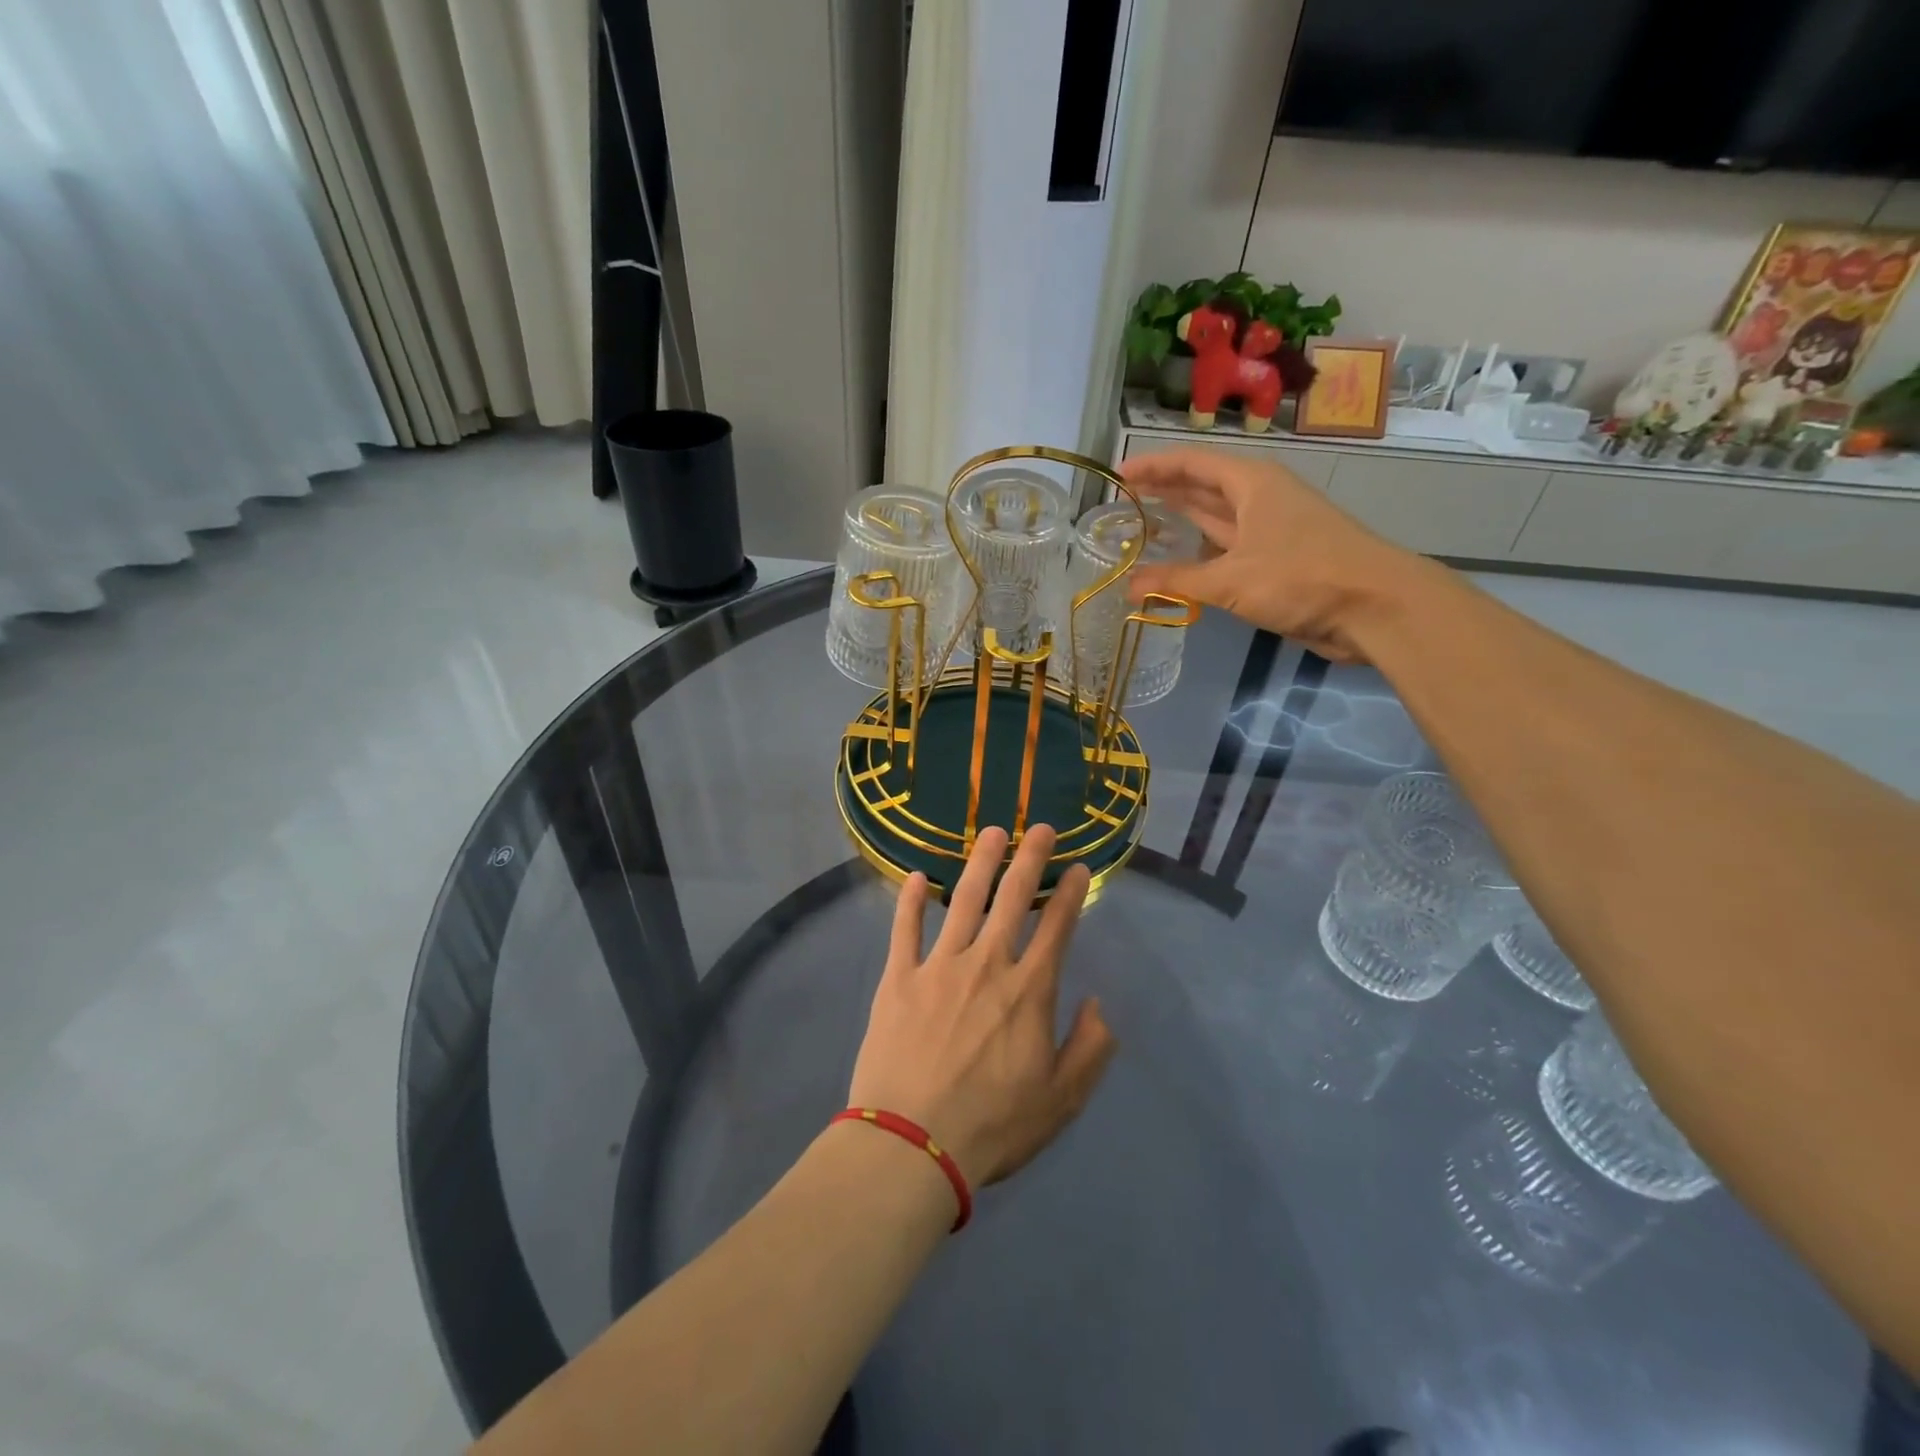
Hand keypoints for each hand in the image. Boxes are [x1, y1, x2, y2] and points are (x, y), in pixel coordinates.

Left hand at [847, 826, 1115, 1189]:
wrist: (911, 1145)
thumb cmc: (992, 1126)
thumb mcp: (1061, 1100)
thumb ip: (1090, 1049)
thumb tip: (1098, 1004)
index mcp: (1028, 991)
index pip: (1058, 928)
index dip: (1071, 893)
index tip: (1079, 867)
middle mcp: (987, 964)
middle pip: (1012, 899)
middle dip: (1029, 858)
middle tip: (1039, 827)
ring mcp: (939, 966)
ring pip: (964, 900)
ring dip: (980, 863)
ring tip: (991, 832)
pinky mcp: (898, 978)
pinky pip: (905, 928)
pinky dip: (911, 900)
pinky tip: (917, 875)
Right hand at [1121, 449, 1423, 661]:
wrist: (1373, 607)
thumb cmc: (1301, 577)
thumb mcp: (1230, 579)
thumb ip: (1176, 582)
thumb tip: (1128, 587)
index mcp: (1252, 484)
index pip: (1193, 464)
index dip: (1154, 467)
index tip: (1118, 475)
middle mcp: (1260, 499)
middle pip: (1204, 487)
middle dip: (1165, 490)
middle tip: (1123, 499)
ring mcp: (1270, 531)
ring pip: (1217, 518)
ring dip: (1183, 521)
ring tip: (1142, 525)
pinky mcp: (1277, 562)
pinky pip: (1228, 549)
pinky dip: (1202, 554)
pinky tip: (1180, 563)